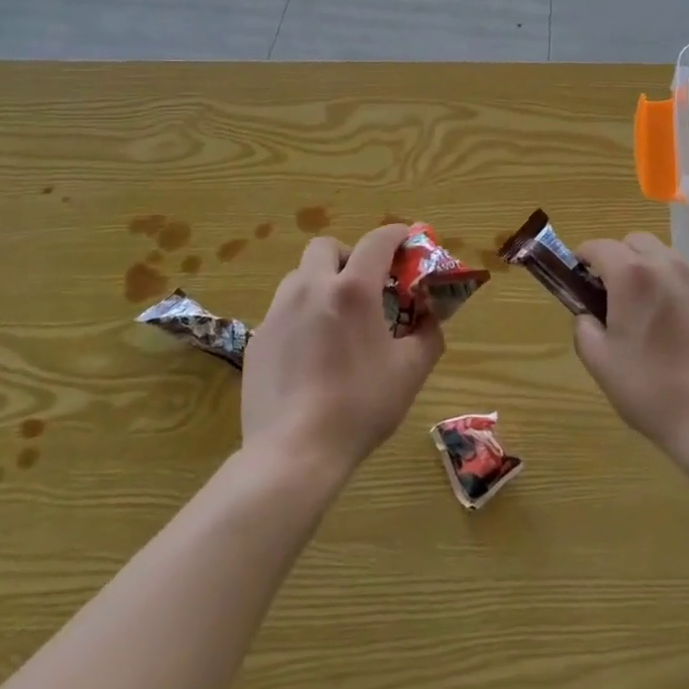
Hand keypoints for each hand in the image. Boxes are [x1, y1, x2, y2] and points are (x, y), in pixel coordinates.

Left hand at [242, 224, 442, 474]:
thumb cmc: (359, 407)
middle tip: (364, 285)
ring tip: (335, 320)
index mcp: (353, 290)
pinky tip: (310, 355)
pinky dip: (301, 317)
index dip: (397, 234)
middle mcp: (311, 289)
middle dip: (349, 256)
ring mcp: (278, 313)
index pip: (377, 240)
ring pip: (299, 277)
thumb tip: (430, 319)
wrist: (292, 454)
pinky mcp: (257, 340)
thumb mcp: (410, 372)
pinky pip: (282, 312)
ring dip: (321, 283)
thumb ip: (428, 336)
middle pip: (327, 247)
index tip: (408, 241)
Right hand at [574, 233, 688, 456]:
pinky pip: (688, 277)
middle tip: (611, 294)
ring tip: (645, 308)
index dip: (582, 258)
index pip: (599, 247)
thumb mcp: (600, 362)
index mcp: (632, 275)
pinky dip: (673, 286)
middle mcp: (666, 265)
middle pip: (635, 242)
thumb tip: (587, 315)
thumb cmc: (650, 389)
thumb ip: (584, 327)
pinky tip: (675, 323)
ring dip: (647, 269)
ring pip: (664, 255)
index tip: (577, 278)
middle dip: (618, 258)